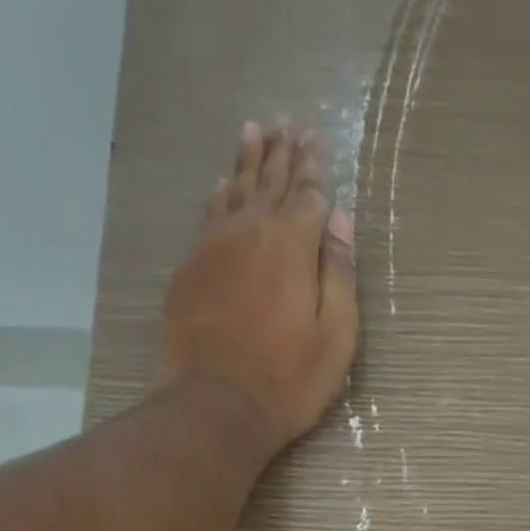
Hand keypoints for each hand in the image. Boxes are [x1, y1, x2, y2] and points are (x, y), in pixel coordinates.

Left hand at [161, 121, 359, 448]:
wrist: (217, 406)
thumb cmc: (289, 381)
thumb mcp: (336, 338)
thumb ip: (340, 275)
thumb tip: (339, 219)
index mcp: (294, 245)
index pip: (309, 193)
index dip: (316, 167)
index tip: (318, 140)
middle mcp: (251, 231)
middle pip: (269, 181)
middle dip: (281, 152)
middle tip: (286, 124)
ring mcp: (214, 247)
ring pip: (234, 189)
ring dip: (246, 160)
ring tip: (252, 132)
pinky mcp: (189, 269)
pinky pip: (207, 216)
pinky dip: (218, 194)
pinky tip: (221, 185)